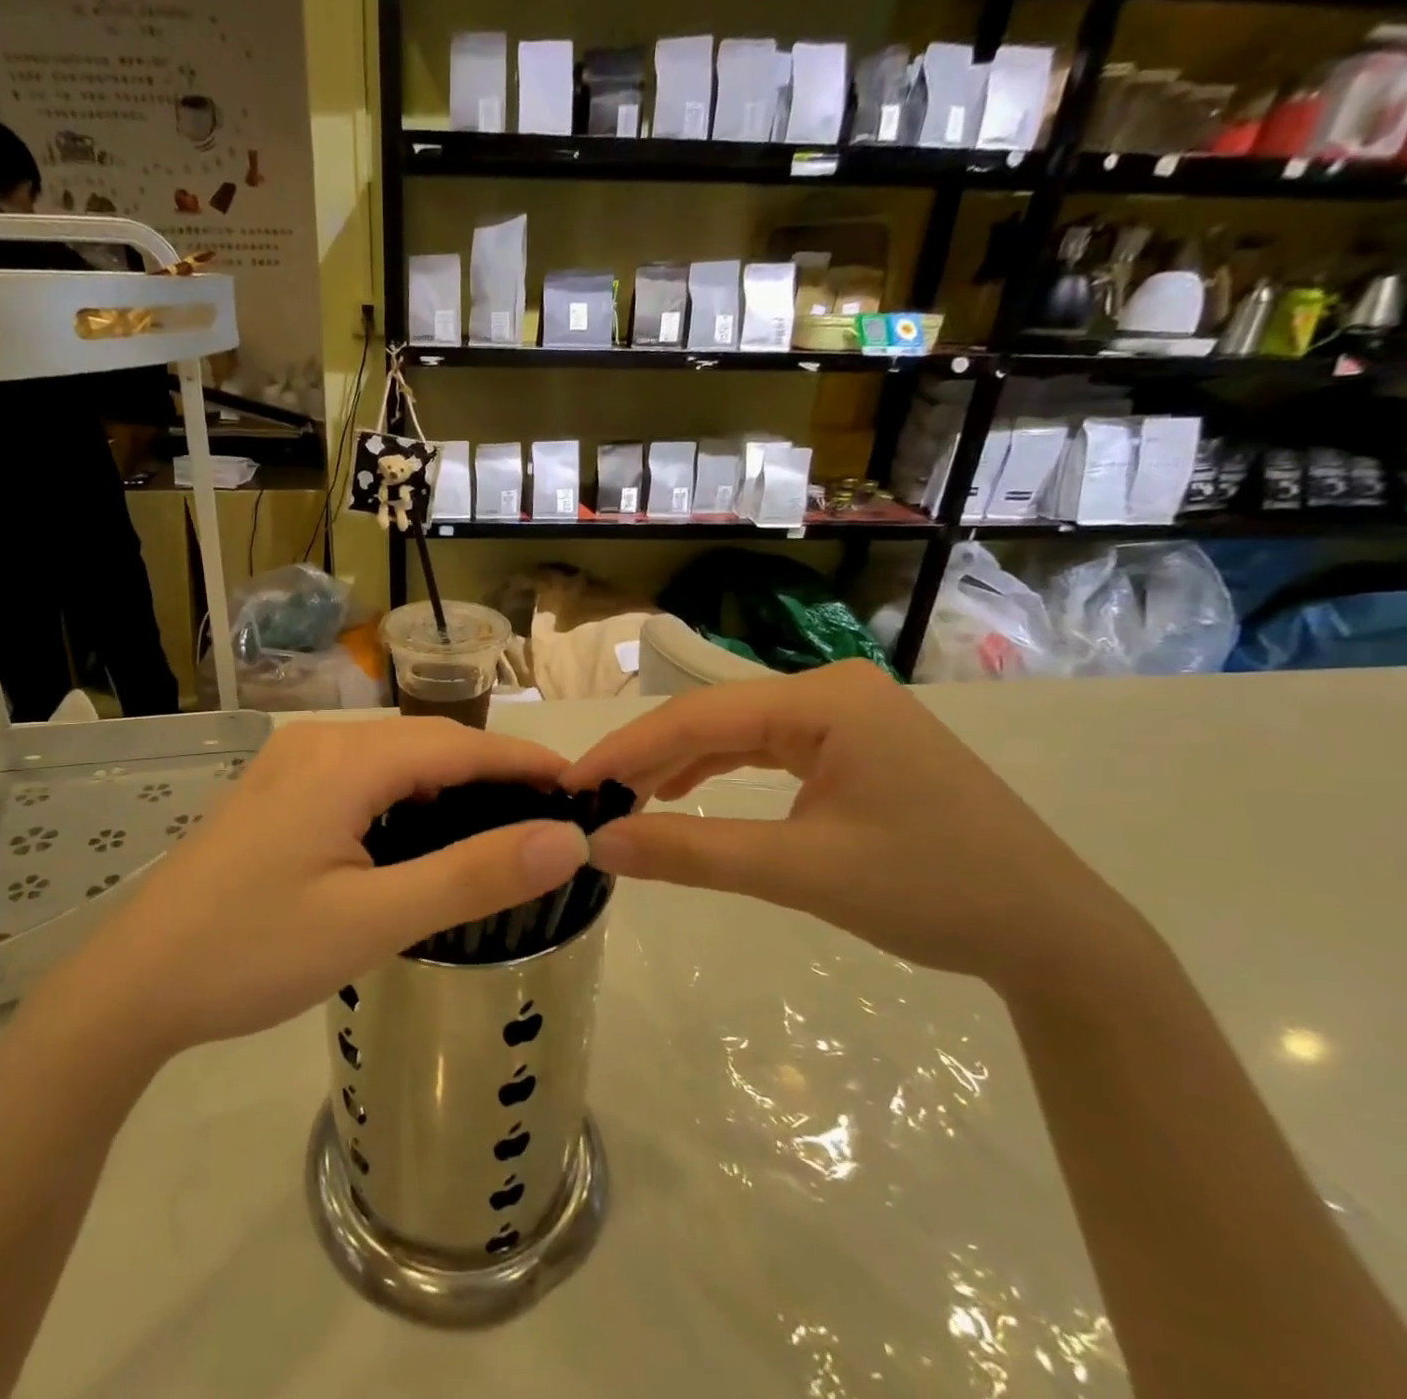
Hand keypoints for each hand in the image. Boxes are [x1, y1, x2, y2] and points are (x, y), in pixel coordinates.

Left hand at [39, 719, 589, 1070]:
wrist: (134, 985)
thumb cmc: (253, 952)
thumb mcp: (374, 920)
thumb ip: (473, 875)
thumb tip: (566, 841)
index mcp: (345, 760)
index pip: (461, 745)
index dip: (525, 763)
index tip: (583, 789)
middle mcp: (319, 743)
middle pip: (428, 745)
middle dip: (494, 773)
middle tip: (552, 817)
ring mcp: (292, 765)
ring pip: (395, 760)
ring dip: (451, 785)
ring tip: (504, 824)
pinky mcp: (278, 793)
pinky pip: (363, 779)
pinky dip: (408, 797)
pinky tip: (425, 834)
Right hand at [562, 660, 1149, 996]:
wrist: (1055, 936)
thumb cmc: (934, 893)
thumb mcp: (802, 871)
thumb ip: (693, 852)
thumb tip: (600, 845)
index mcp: (826, 700)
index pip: (699, 717)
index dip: (627, 750)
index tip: (571, 784)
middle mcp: (833, 690)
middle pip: (714, 718)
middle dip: (648, 758)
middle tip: (590, 799)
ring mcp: (847, 715)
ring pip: (736, 733)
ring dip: (679, 765)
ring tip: (626, 800)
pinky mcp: (854, 744)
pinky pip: (766, 749)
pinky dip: (720, 772)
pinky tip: (685, 791)